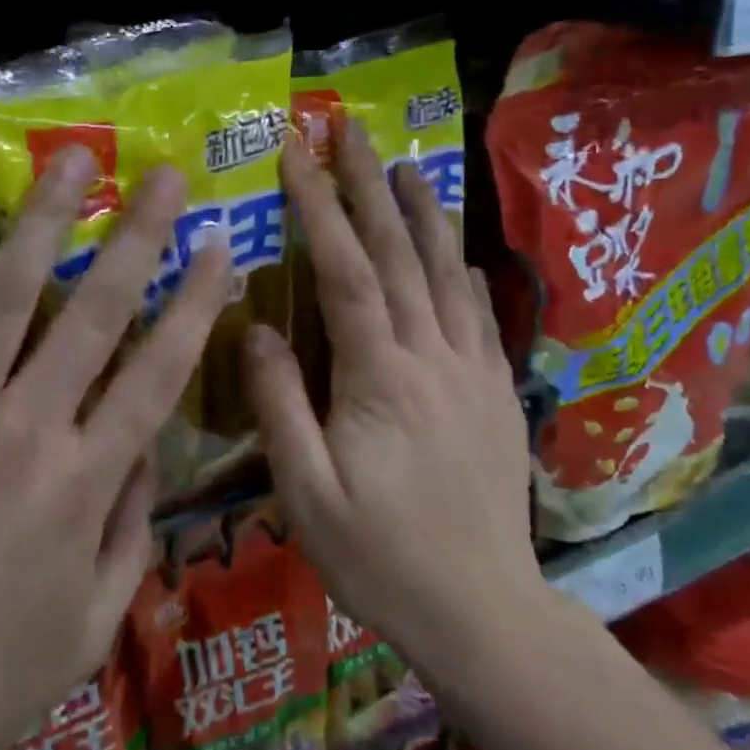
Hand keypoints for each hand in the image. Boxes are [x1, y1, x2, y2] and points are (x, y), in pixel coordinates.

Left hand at [0, 150, 231, 749]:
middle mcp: (25, 425)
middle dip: (138, 234)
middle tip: (163, 174)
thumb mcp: (86, 629)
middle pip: (97, 310)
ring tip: (71, 159)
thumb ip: (130, 534)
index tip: (218, 244)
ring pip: (4, 292)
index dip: (195, 302)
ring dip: (42, 218)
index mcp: (83, 481)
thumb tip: (148, 452)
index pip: (159, 370)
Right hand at [245, 124, 542, 685]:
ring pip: (447, 274)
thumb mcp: (306, 493)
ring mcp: (472, 372)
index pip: (344, 269)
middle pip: (399, 254)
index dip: (319, 205)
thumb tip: (253, 327)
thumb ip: (278, 405)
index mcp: (380, 376)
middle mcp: (432, 357)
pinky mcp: (496, 394)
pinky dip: (464, 273)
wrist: (485, 616)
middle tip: (351, 132)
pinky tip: (458, 254)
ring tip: (409, 166)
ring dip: (424, 214)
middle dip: (370, 186)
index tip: (296, 153)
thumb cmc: (379, 556)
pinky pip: (481, 317)